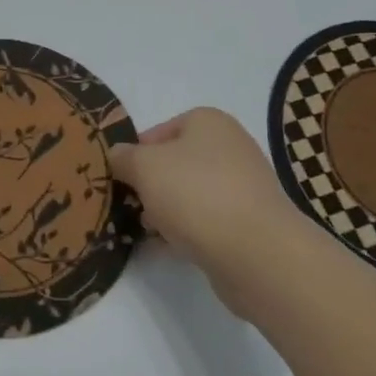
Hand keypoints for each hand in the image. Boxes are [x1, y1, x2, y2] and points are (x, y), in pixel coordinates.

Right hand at [110, 108, 310, 317]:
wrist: (257, 253)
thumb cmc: (196, 194)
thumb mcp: (144, 167)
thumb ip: (124, 157)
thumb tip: (118, 155)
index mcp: (209, 122)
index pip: (161, 130)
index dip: (137, 152)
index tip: (121, 178)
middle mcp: (230, 147)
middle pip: (176, 163)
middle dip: (151, 185)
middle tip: (131, 206)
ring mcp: (243, 187)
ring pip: (190, 194)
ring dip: (167, 211)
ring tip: (148, 232)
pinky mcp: (249, 224)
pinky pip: (207, 222)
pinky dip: (187, 232)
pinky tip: (169, 249)